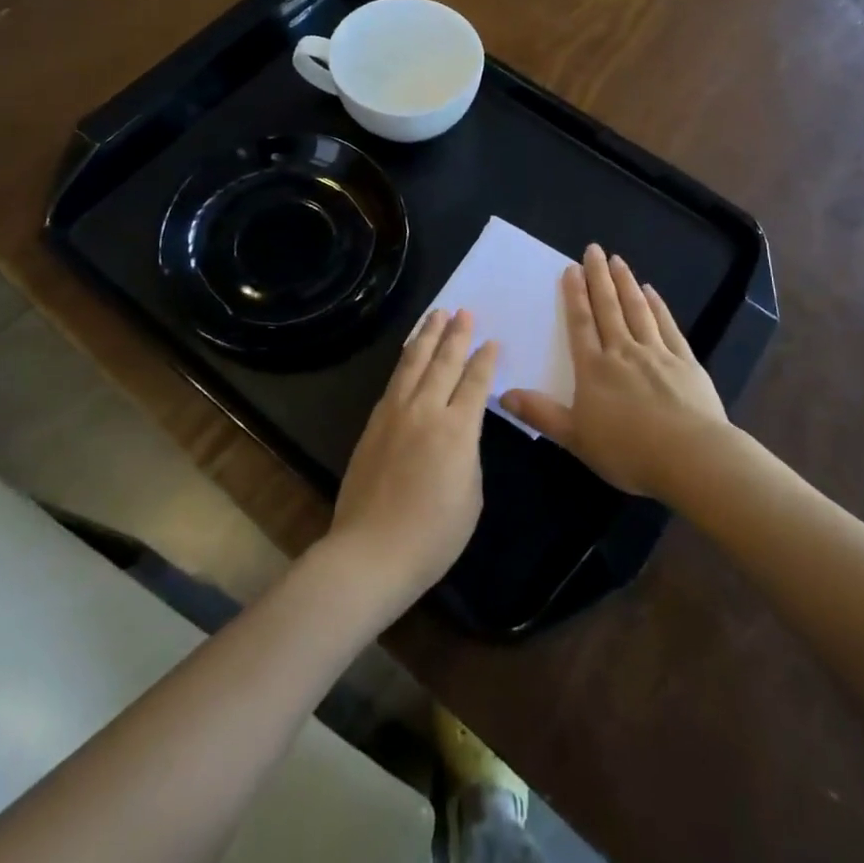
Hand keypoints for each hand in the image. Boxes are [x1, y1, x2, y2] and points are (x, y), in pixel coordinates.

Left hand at [326, 309, 495, 612]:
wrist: (371, 551)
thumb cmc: (433, 535)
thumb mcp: (471, 496)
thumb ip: (468, 454)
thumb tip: (458, 432)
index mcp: (457, 430)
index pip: (475, 383)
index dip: (485, 360)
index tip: (492, 341)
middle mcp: (426, 411)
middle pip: (443, 362)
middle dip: (456, 334)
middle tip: (464, 311)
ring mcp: (395, 413)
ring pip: (413, 363)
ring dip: (427, 336)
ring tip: (436, 314)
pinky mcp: (374, 422)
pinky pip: (394, 380)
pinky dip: (405, 359)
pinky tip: (409, 352)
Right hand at [503, 245, 726, 497]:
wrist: (691, 458)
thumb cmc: (629, 451)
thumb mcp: (576, 438)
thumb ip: (541, 414)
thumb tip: (503, 394)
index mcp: (595, 369)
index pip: (581, 324)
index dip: (574, 296)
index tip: (571, 269)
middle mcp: (624, 352)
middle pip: (609, 308)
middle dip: (599, 277)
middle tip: (594, 249)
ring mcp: (657, 354)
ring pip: (638, 310)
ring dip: (626, 283)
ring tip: (619, 261)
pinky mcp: (686, 362)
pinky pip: (668, 326)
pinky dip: (658, 306)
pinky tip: (652, 292)